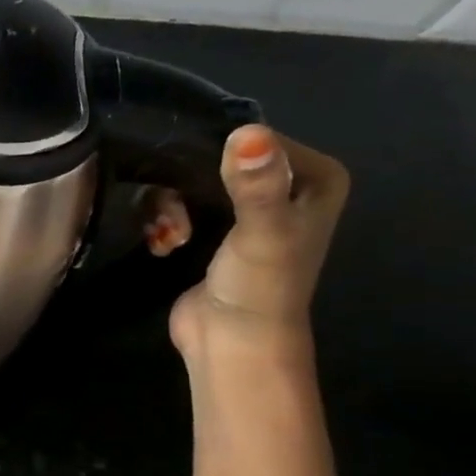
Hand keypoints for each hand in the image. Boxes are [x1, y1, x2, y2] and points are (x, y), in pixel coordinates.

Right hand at [162, 125, 349, 364]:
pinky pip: (171, 205)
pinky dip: (161, 223)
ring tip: (169, 237)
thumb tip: (247, 133)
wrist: (231, 342)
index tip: (189, 179)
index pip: (255, 137)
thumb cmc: (259, 286)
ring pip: (185, 182)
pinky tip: (163, 245)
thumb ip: (256, 184)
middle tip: (172, 217)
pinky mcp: (207, 230)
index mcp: (314, 176)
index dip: (216, 152)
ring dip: (166, 208)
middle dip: (182, 185)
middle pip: (212, 158)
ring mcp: (242, 209)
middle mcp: (282, 185)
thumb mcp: (261, 231)